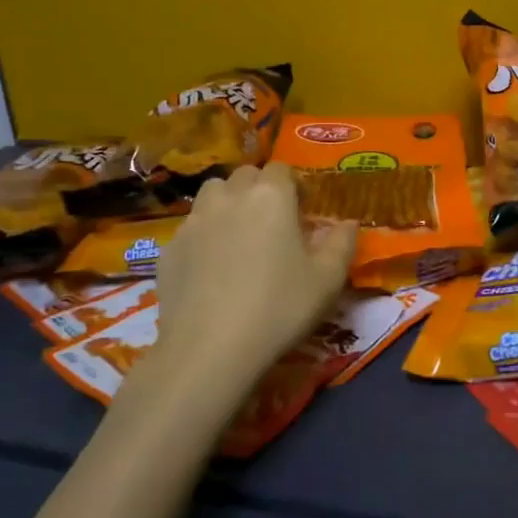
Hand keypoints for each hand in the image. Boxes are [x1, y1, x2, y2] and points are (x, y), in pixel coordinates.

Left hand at [142, 163, 356, 391]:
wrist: (209, 350)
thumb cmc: (279, 307)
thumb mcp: (328, 279)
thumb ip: (342, 243)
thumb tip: (348, 223)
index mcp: (271, 196)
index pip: (281, 168)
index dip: (293, 184)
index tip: (302, 210)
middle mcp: (230, 197)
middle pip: (244, 175)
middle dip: (259, 189)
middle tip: (272, 222)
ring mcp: (194, 221)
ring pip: (212, 195)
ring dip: (228, 204)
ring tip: (239, 236)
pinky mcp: (169, 249)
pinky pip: (191, 229)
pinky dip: (204, 236)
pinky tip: (212, 269)